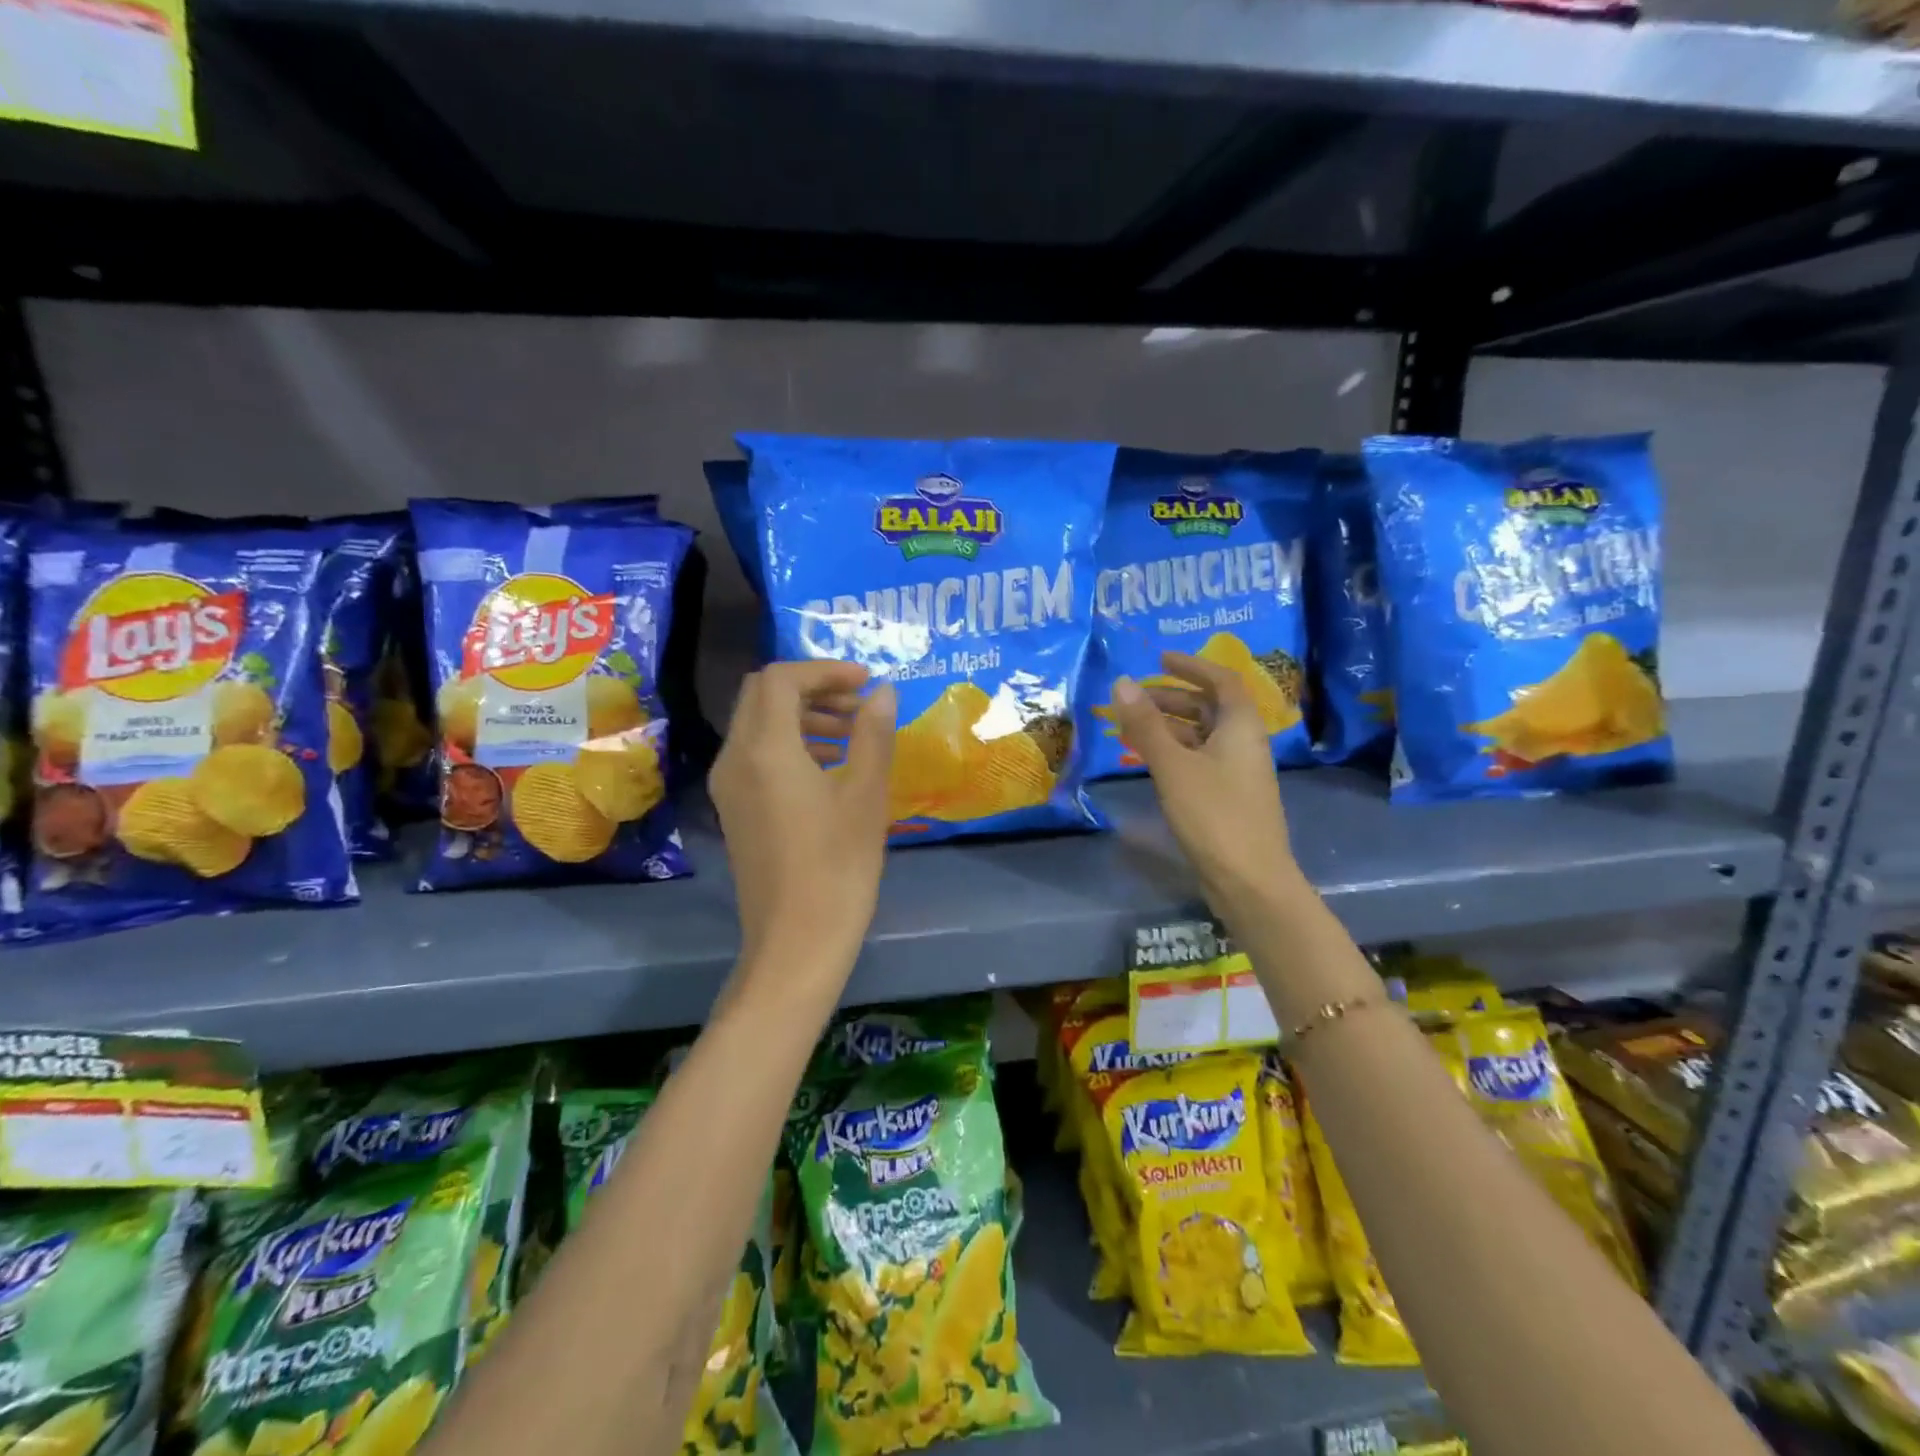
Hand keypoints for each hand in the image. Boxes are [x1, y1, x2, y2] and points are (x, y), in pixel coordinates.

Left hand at [709, 662, 896, 964]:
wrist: (795, 942)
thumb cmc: (838, 867)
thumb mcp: (865, 795)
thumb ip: (873, 734)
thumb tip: (884, 692)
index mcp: (765, 749)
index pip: (782, 679)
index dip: (825, 670)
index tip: (866, 681)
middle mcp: (735, 758)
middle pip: (762, 694)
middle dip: (812, 687)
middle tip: (859, 703)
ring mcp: (729, 785)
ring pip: (757, 723)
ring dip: (802, 714)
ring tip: (852, 732)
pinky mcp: (735, 808)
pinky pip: (756, 754)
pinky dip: (790, 742)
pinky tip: (830, 765)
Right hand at [1108, 650, 1296, 923]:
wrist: (1250, 881)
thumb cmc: (1215, 816)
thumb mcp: (1174, 766)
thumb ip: (1146, 725)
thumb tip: (1122, 682)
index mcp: (1241, 727)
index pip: (1222, 680)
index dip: (1192, 666)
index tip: (1159, 659)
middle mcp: (1244, 743)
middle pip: (1210, 707)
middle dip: (1172, 697)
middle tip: (1134, 699)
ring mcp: (1237, 772)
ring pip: (1202, 735)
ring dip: (1169, 726)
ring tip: (1130, 728)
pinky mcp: (1227, 797)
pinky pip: (1199, 759)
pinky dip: (1173, 751)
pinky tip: (1148, 760)